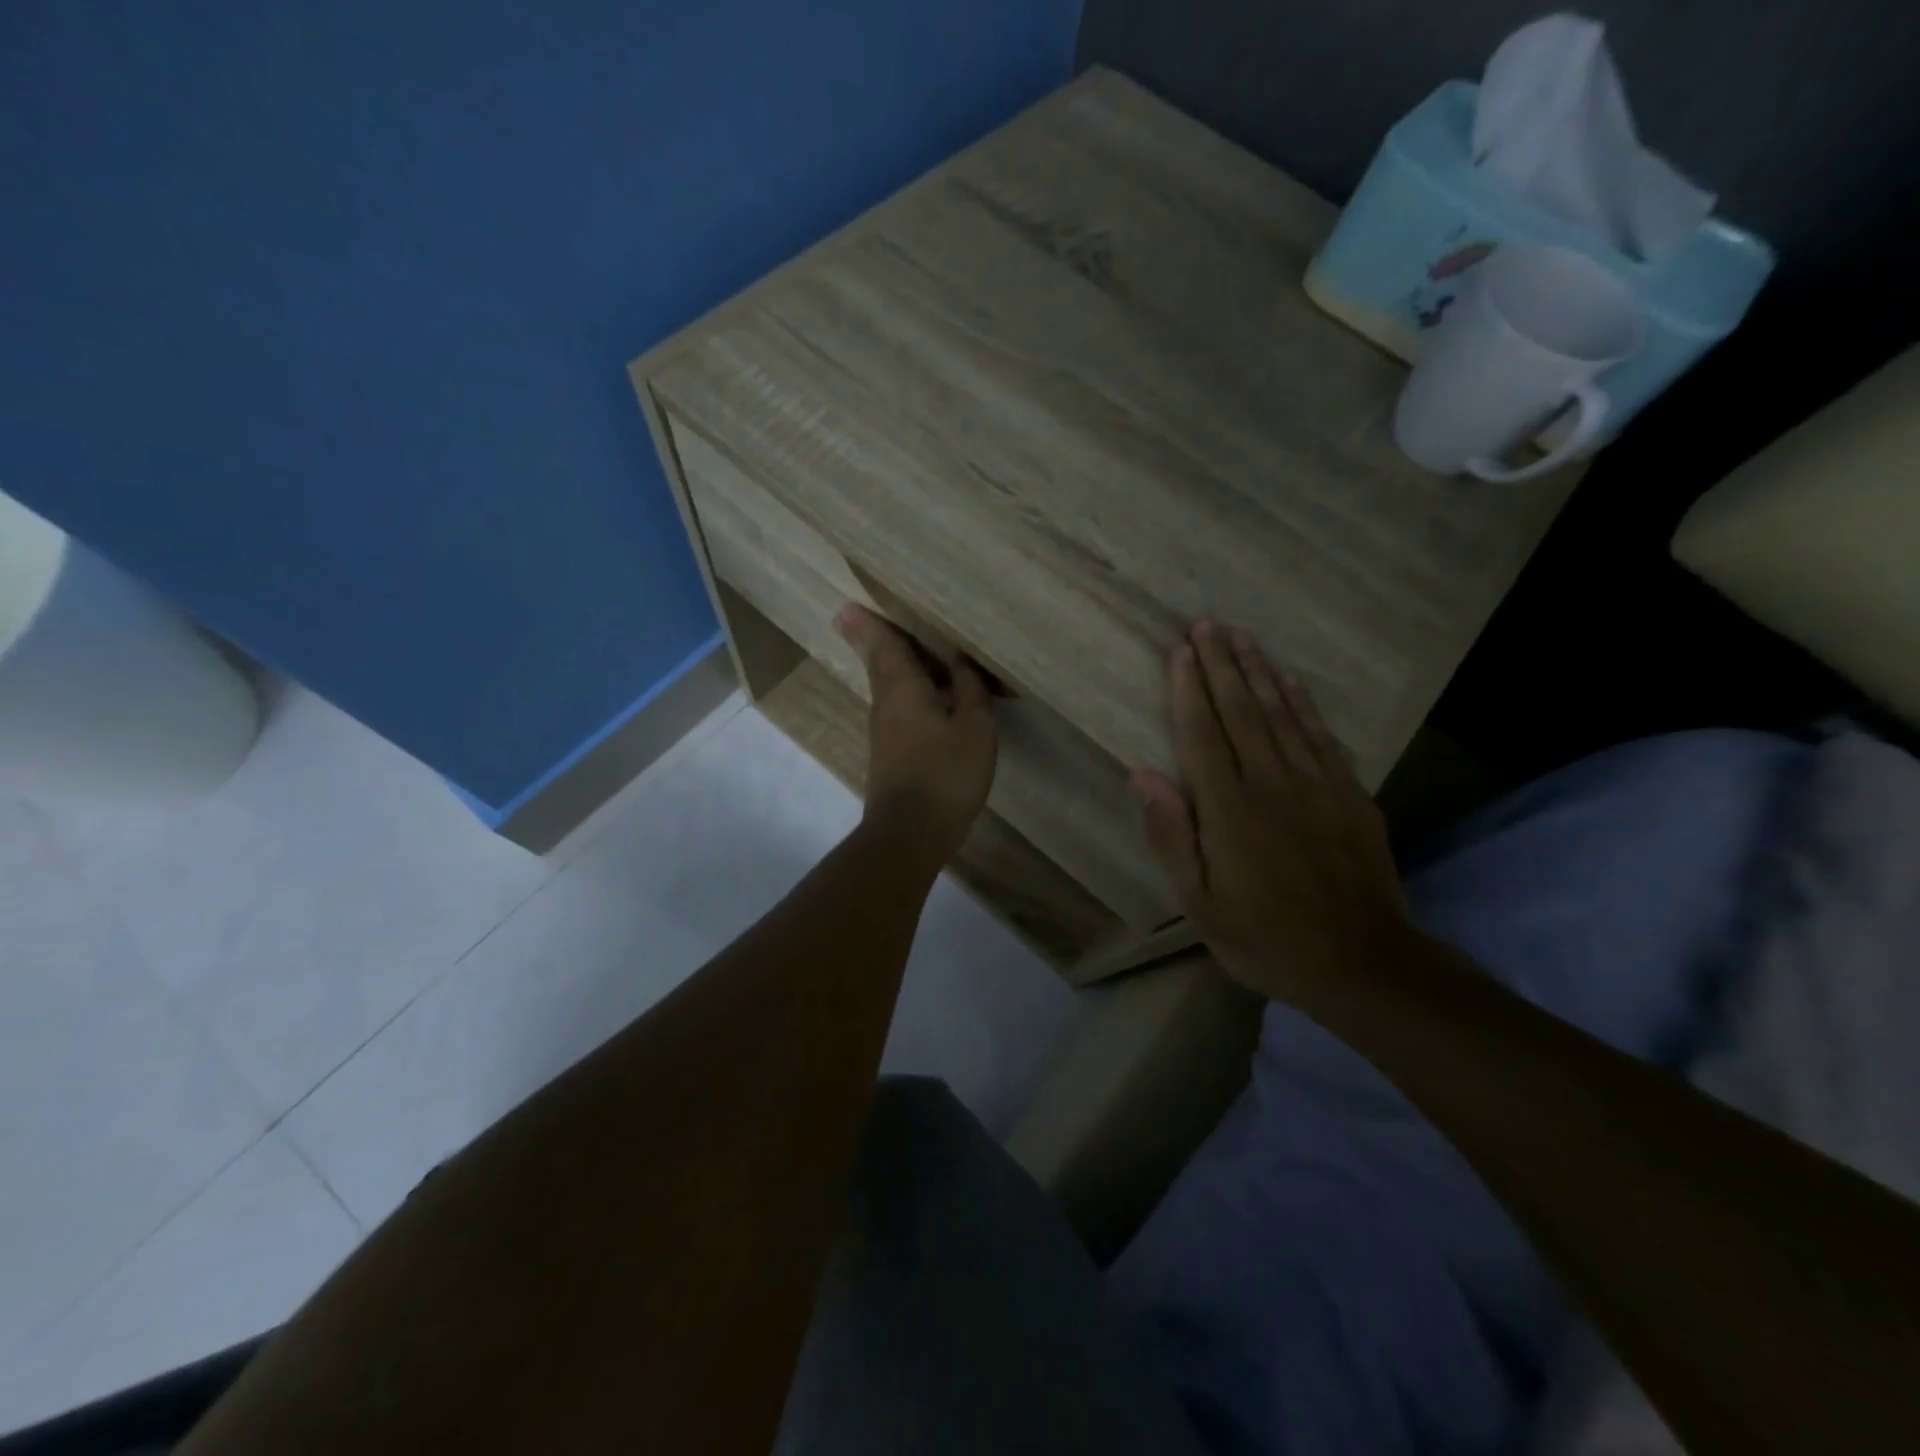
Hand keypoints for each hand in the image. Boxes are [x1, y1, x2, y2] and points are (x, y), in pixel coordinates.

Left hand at [835, 603, 997, 862]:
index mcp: (903, 688)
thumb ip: (969, 690)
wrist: (910, 833)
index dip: (871, 623)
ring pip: (885, 686)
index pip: (884, 645)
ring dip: (888, 663)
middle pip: (877, 663)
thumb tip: (960, 660)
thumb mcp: (974, 728)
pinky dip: (903, 690)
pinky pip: (895, 707)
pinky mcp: (889, 753)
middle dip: (870, 638)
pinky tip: (922, 694)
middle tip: (855, 616)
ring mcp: (883, 731)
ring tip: (899, 645)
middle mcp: (885, 704)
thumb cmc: (946, 774)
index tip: (849, 605)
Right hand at [1130, 621, 1415, 1005]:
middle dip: (1221, 664)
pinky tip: (1289, 680)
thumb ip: (1172, 836)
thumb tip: (1142, 775)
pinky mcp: (1350, 794)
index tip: (1180, 649)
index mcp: (1230, 810)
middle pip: (1242, 711)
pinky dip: (1302, 702)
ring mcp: (1317, 785)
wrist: (1363, 963)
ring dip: (1259, 672)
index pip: (1202, 734)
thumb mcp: (1200, 903)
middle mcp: (1272, 784)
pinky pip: (1321, 735)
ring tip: (1242, 637)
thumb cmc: (1267, 938)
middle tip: (1206, 623)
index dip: (1188, 689)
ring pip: (1282, 714)